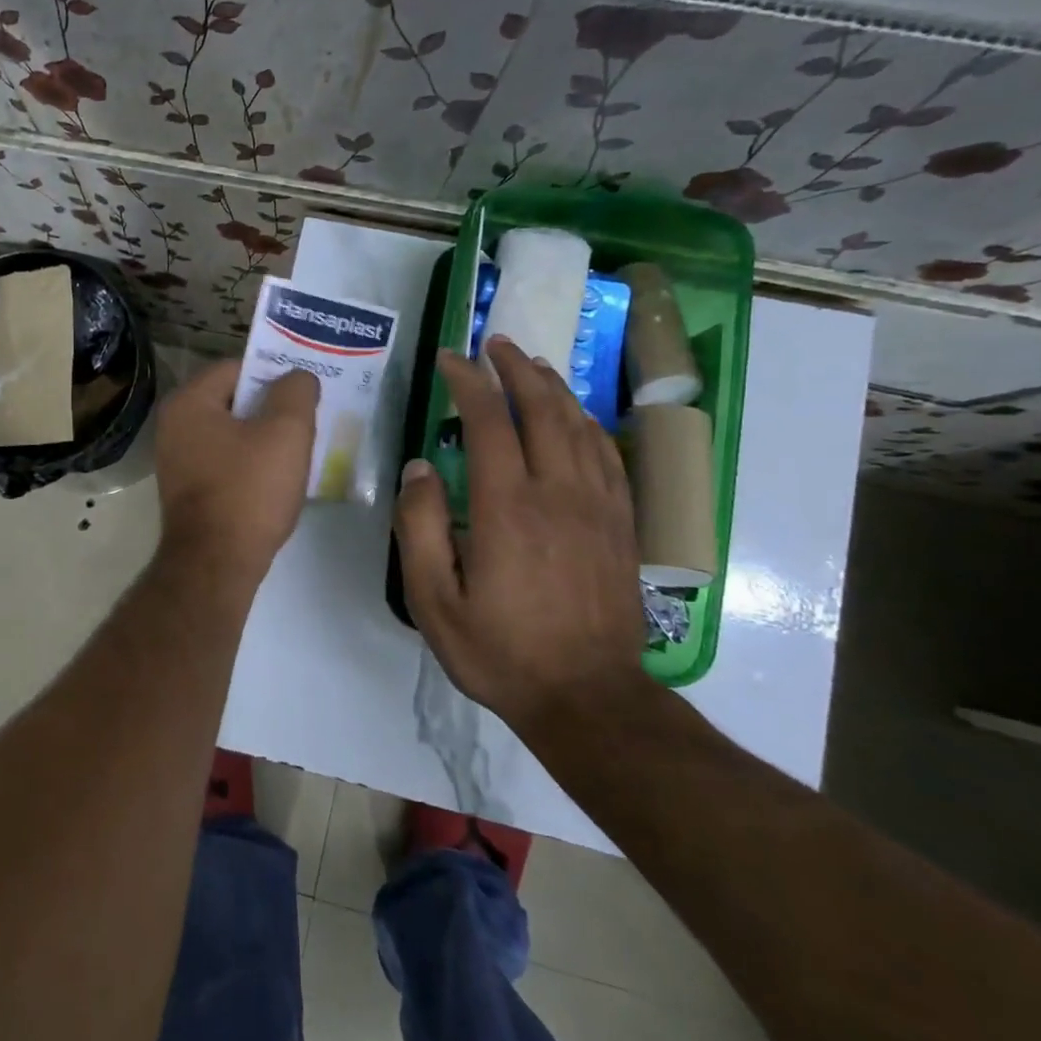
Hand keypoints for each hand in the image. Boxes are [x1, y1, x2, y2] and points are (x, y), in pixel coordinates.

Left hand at [154, 360, 317, 581]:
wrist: (216, 564)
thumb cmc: (249, 490)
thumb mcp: (286, 432)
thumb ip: (295, 392)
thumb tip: (297, 377)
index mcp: (189, 402)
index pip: (237, 368)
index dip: (274, 375)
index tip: (305, 392)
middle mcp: (173, 426)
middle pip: (233, 401)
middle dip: (271, 409)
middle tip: (307, 421)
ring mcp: (177, 461)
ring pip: (231, 435)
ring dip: (264, 439)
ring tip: (299, 452)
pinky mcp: (187, 491)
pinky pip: (225, 463)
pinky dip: (250, 465)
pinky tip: (276, 481)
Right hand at [394, 336, 643, 727]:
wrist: (588, 697)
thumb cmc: (500, 651)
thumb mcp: (433, 601)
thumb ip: (419, 528)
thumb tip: (419, 468)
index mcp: (506, 508)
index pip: (489, 421)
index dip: (468, 382)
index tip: (450, 359)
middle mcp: (557, 493)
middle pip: (541, 409)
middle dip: (515, 368)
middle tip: (494, 343)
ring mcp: (597, 506)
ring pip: (578, 425)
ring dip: (553, 386)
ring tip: (531, 363)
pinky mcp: (621, 524)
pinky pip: (608, 455)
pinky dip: (588, 423)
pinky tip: (577, 416)